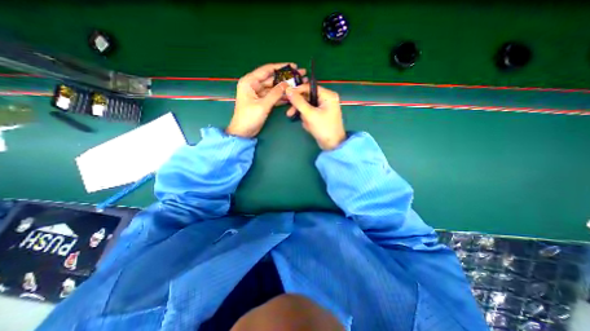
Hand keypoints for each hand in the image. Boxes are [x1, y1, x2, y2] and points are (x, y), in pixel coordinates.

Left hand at [227, 62, 306, 137]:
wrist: (243, 132)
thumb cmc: (249, 118)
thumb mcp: (262, 105)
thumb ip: (275, 94)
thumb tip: (287, 84)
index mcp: (249, 82)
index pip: (267, 70)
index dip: (281, 67)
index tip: (294, 66)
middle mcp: (254, 85)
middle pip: (272, 79)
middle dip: (285, 78)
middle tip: (299, 76)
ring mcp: (259, 93)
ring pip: (274, 88)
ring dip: (284, 88)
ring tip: (298, 86)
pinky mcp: (262, 101)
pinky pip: (273, 96)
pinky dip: (281, 96)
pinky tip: (290, 96)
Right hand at [284, 82, 346, 149]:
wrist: (332, 145)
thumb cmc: (323, 128)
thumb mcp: (310, 114)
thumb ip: (298, 102)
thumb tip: (288, 90)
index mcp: (327, 95)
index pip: (309, 87)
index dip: (297, 91)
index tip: (286, 96)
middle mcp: (326, 99)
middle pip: (307, 97)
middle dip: (300, 108)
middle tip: (290, 113)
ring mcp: (324, 108)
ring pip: (307, 107)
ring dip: (304, 116)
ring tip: (307, 124)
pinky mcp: (321, 115)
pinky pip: (310, 113)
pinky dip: (308, 120)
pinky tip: (310, 127)